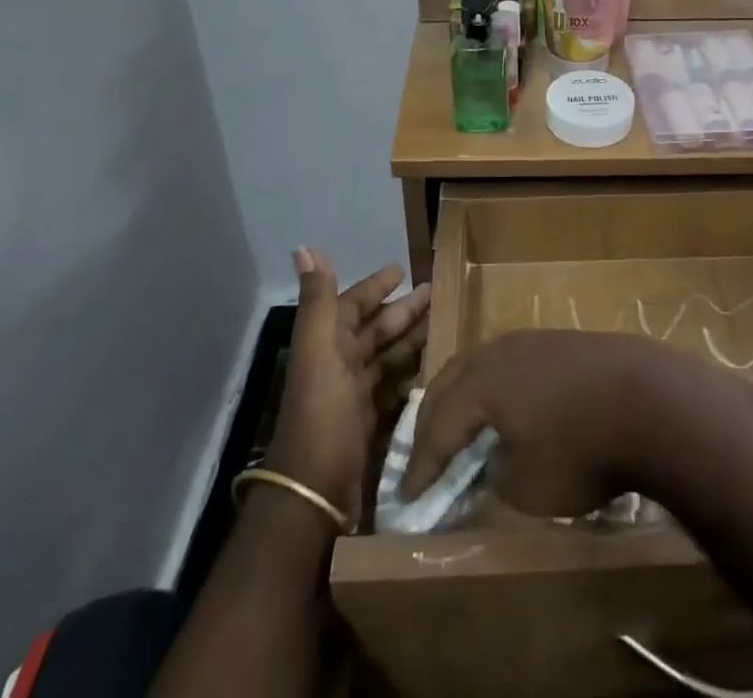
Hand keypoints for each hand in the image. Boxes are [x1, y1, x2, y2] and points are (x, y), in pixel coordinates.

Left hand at [266, 249, 429, 519]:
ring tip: (448, 325)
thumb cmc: (321, 420)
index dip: (375, 286)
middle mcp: (340, 370)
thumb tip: (304, 247)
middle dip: (404, 310)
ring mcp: (357, 402)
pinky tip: (441, 370)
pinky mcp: (374, 431)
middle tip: (439, 293)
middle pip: (376, 331)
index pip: (353, 306)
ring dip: (414, 340)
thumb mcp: (319, 354)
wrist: (315, 503)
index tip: (403, 269)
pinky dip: (416, 377)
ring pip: (390, 360)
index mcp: (327, 349)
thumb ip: (317, 302)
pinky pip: (399, 392)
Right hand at [402, 331, 667, 517]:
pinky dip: (497, 387)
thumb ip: (494, 476)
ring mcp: (533, 340)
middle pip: (452, 381)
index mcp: (481, 384)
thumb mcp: (527, 486)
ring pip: (481, 364)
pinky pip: (511, 362)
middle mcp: (499, 352)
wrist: (651, 400)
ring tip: (461, 427)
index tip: (405, 498)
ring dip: (465, 396)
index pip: (437, 427)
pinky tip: (509, 407)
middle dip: (432, 420)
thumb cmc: (582, 449)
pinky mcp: (562, 341)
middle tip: (424, 456)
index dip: (420, 467)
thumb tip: (488, 464)